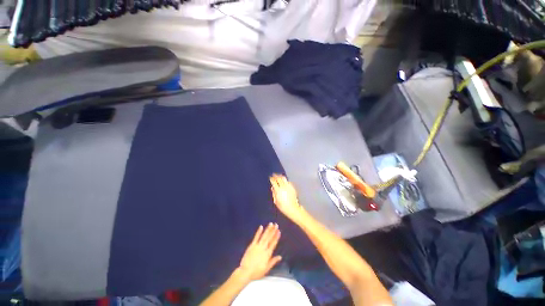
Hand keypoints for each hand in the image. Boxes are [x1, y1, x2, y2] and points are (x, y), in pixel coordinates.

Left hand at [237, 223, 281, 281]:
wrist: (246, 272)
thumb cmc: (256, 272)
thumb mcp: (266, 269)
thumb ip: (273, 261)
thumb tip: (280, 257)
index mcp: (267, 254)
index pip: (273, 244)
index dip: (276, 237)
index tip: (279, 231)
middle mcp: (263, 248)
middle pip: (269, 238)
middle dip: (273, 231)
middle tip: (276, 225)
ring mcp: (257, 246)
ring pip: (264, 236)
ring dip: (268, 230)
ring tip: (271, 224)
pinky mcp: (252, 245)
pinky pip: (256, 237)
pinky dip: (259, 232)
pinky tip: (261, 227)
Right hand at [270, 174, 304, 221]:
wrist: (292, 208)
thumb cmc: (282, 206)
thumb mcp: (276, 201)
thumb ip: (274, 193)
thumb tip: (273, 188)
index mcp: (278, 190)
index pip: (274, 182)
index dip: (272, 179)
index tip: (270, 177)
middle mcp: (283, 186)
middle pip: (279, 178)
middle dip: (276, 176)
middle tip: (274, 175)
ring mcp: (288, 186)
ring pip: (284, 178)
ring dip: (280, 176)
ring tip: (278, 176)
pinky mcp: (292, 187)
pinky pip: (288, 181)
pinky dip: (285, 180)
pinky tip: (284, 181)